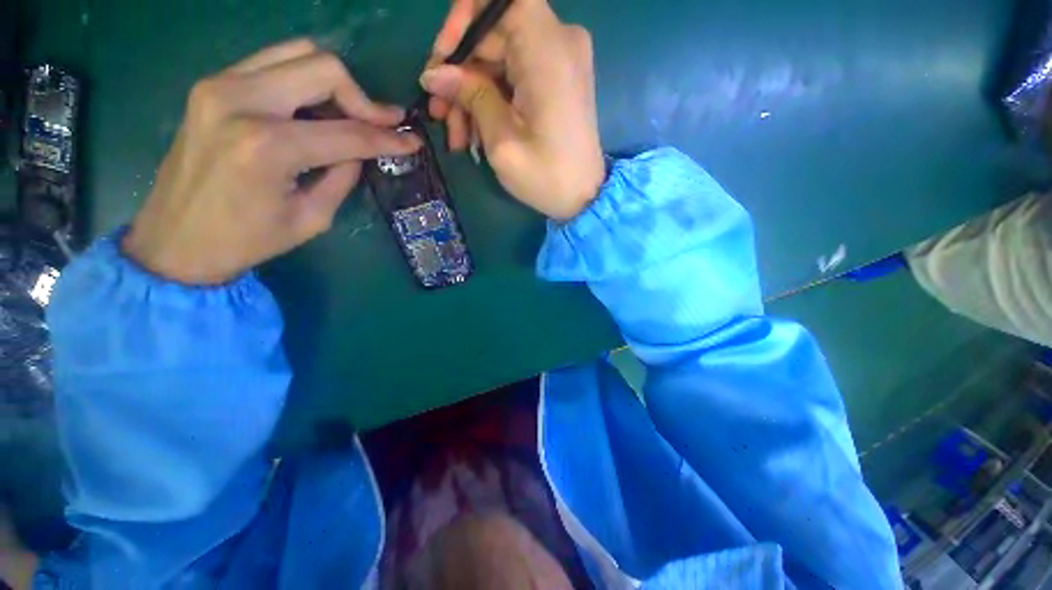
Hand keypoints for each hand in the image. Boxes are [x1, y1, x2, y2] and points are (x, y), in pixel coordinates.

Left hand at [125, 39, 420, 283]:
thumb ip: (343, 176)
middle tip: (381, 126)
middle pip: (324, 69)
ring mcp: (220, 84)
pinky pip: (273, 61)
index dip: (388, 138)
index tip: (413, 141)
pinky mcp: (212, 84)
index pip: (348, 132)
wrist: (174, 240)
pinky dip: (303, 79)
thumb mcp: (312, 217)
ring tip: (348, 116)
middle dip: (363, 100)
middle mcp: (241, 100)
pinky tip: (313, 109)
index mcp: (268, 146)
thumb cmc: (247, 240)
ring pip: (298, 53)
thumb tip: (362, 150)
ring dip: (334, 84)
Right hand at [420, 0, 604, 220]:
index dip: (463, 19)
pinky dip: (493, 101)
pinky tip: (477, 133)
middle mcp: (559, 42)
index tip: (443, 61)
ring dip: (473, 96)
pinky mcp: (558, 82)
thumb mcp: (502, 140)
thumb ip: (470, 96)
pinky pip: (515, 77)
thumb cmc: (546, 177)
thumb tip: (434, 73)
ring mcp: (560, 62)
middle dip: (460, 75)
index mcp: (547, 48)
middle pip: (494, 36)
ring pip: (499, 62)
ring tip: (457, 137)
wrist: (584, 198)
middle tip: (439, 115)